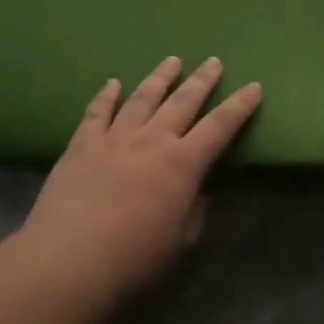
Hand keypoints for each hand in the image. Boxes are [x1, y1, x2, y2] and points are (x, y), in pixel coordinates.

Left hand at [17, 57, 261, 305]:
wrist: (68, 262)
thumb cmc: (133, 260)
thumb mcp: (180, 242)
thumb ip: (193, 212)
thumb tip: (198, 193)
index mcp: (182, 164)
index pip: (219, 127)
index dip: (239, 106)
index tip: (254, 86)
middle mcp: (152, 141)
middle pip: (183, 102)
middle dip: (202, 80)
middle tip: (213, 61)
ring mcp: (114, 139)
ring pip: (142, 98)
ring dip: (160, 78)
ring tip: (172, 61)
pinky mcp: (81, 146)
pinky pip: (97, 112)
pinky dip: (106, 95)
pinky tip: (113, 83)